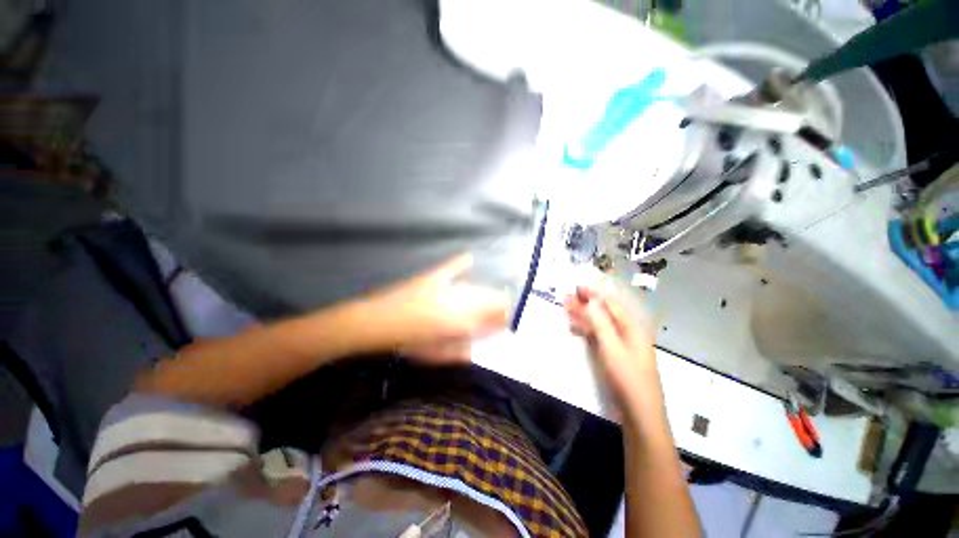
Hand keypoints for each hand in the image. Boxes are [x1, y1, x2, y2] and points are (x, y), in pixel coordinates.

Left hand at [360, 253, 509, 363]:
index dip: (503, 320)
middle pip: (490, 300)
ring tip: (489, 299)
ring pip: (476, 288)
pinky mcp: (433, 277)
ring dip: (486, 294)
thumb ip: (462, 352)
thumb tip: (479, 347)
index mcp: (461, 323)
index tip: (505, 325)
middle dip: (499, 306)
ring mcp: (446, 287)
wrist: (376, 324)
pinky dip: (460, 263)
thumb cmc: (407, 343)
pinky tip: (468, 258)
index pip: (493, 318)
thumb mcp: (436, 355)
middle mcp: (460, 302)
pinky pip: (451, 268)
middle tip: (499, 314)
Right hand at [564, 280, 656, 408]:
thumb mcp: (611, 347)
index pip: (610, 304)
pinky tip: (575, 329)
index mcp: (631, 328)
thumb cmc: (626, 378)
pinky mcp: (615, 357)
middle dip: (586, 304)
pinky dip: (587, 331)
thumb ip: (600, 322)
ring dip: (584, 316)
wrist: (639, 414)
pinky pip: (599, 337)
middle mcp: (627, 333)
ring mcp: (621, 346)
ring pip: (600, 325)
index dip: (593, 294)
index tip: (576, 286)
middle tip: (566, 297)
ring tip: (566, 310)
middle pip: (604, 313)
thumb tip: (591, 300)